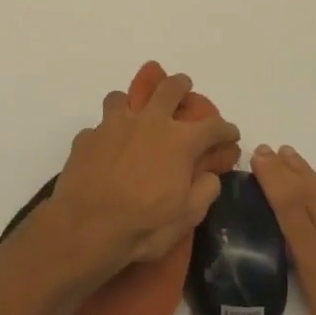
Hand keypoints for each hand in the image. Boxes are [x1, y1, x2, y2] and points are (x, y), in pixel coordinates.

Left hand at [39, 65, 239, 281]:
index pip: (213, 126)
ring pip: (124, 97)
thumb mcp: (187, 216)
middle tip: (183, 89)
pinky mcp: (86, 138)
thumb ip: (204, 190)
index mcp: (179, 141)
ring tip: (134, 117)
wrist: (85, 228)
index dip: (226, 130)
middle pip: (169, 88)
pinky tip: (105, 151)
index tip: (230, 135)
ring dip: (133, 104)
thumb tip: (209, 175)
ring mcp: (113, 126)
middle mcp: (149, 122)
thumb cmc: (143, 225)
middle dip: (181, 86)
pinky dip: (106, 135)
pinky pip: (99, 127)